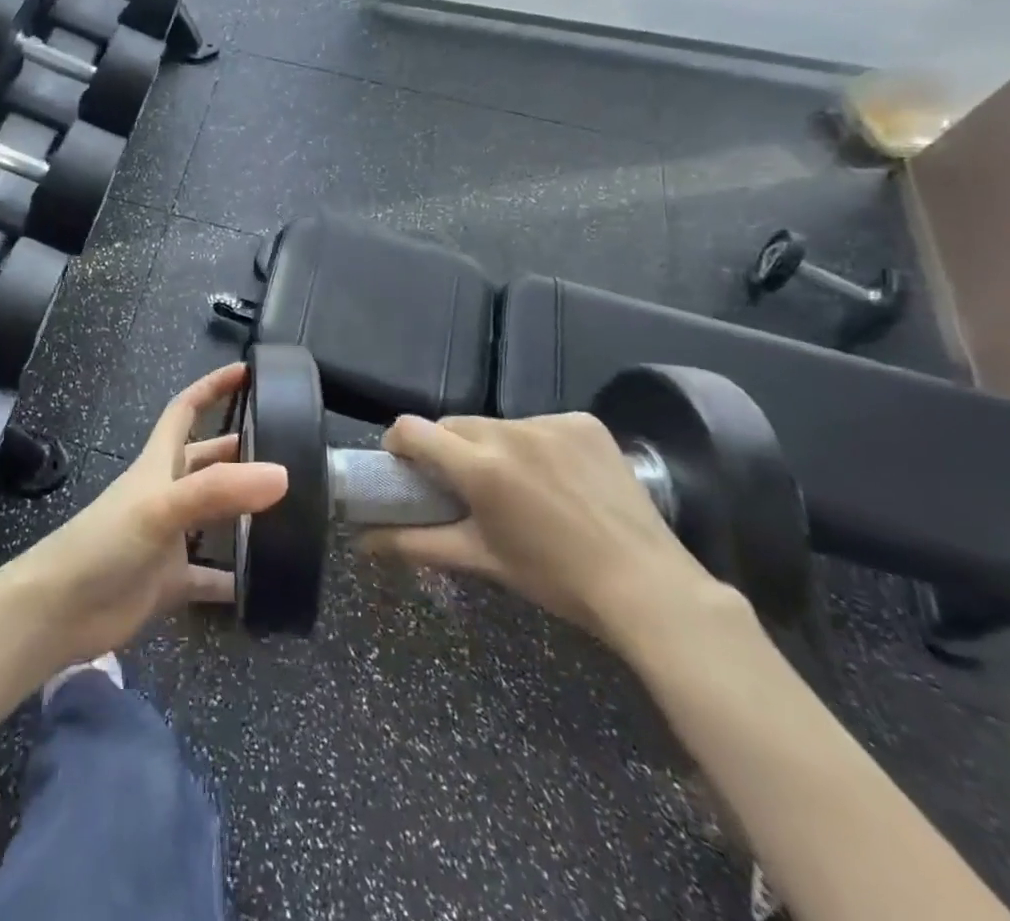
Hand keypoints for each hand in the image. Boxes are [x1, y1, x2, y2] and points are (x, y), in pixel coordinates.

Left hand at [8, 364, 288, 667]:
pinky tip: (266, 582)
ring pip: (214, 516)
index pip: (185, 410)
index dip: (212, 387)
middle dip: (240, 450)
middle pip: (206, 460)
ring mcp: (168, 538)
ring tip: (291, 510)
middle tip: (288, 449)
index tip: (247, 371)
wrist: (59, 611)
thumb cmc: (104, 543)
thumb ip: (217, 490)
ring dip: (244, 511)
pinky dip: (235, 577)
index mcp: (158, 464)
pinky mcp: (169, 580)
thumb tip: (281, 474)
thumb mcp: (159, 507)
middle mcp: (166, 493)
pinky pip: (211, 576)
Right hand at [361, 412, 720, 645]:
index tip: (404, 466)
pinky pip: (540, 424)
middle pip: (454, 425)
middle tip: (463, 486)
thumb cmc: (555, 579)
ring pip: (498, 424)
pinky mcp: (584, 422)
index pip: (412, 429)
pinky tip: (557, 477)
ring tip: (517, 485)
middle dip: (448, 449)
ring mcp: (551, 423)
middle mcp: (510, 432)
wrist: (648, 586)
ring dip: (492, 446)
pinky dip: (537, 445)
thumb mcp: (480, 559)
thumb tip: (361, 542)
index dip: (398, 444)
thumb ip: (414, 543)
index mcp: (479, 467)